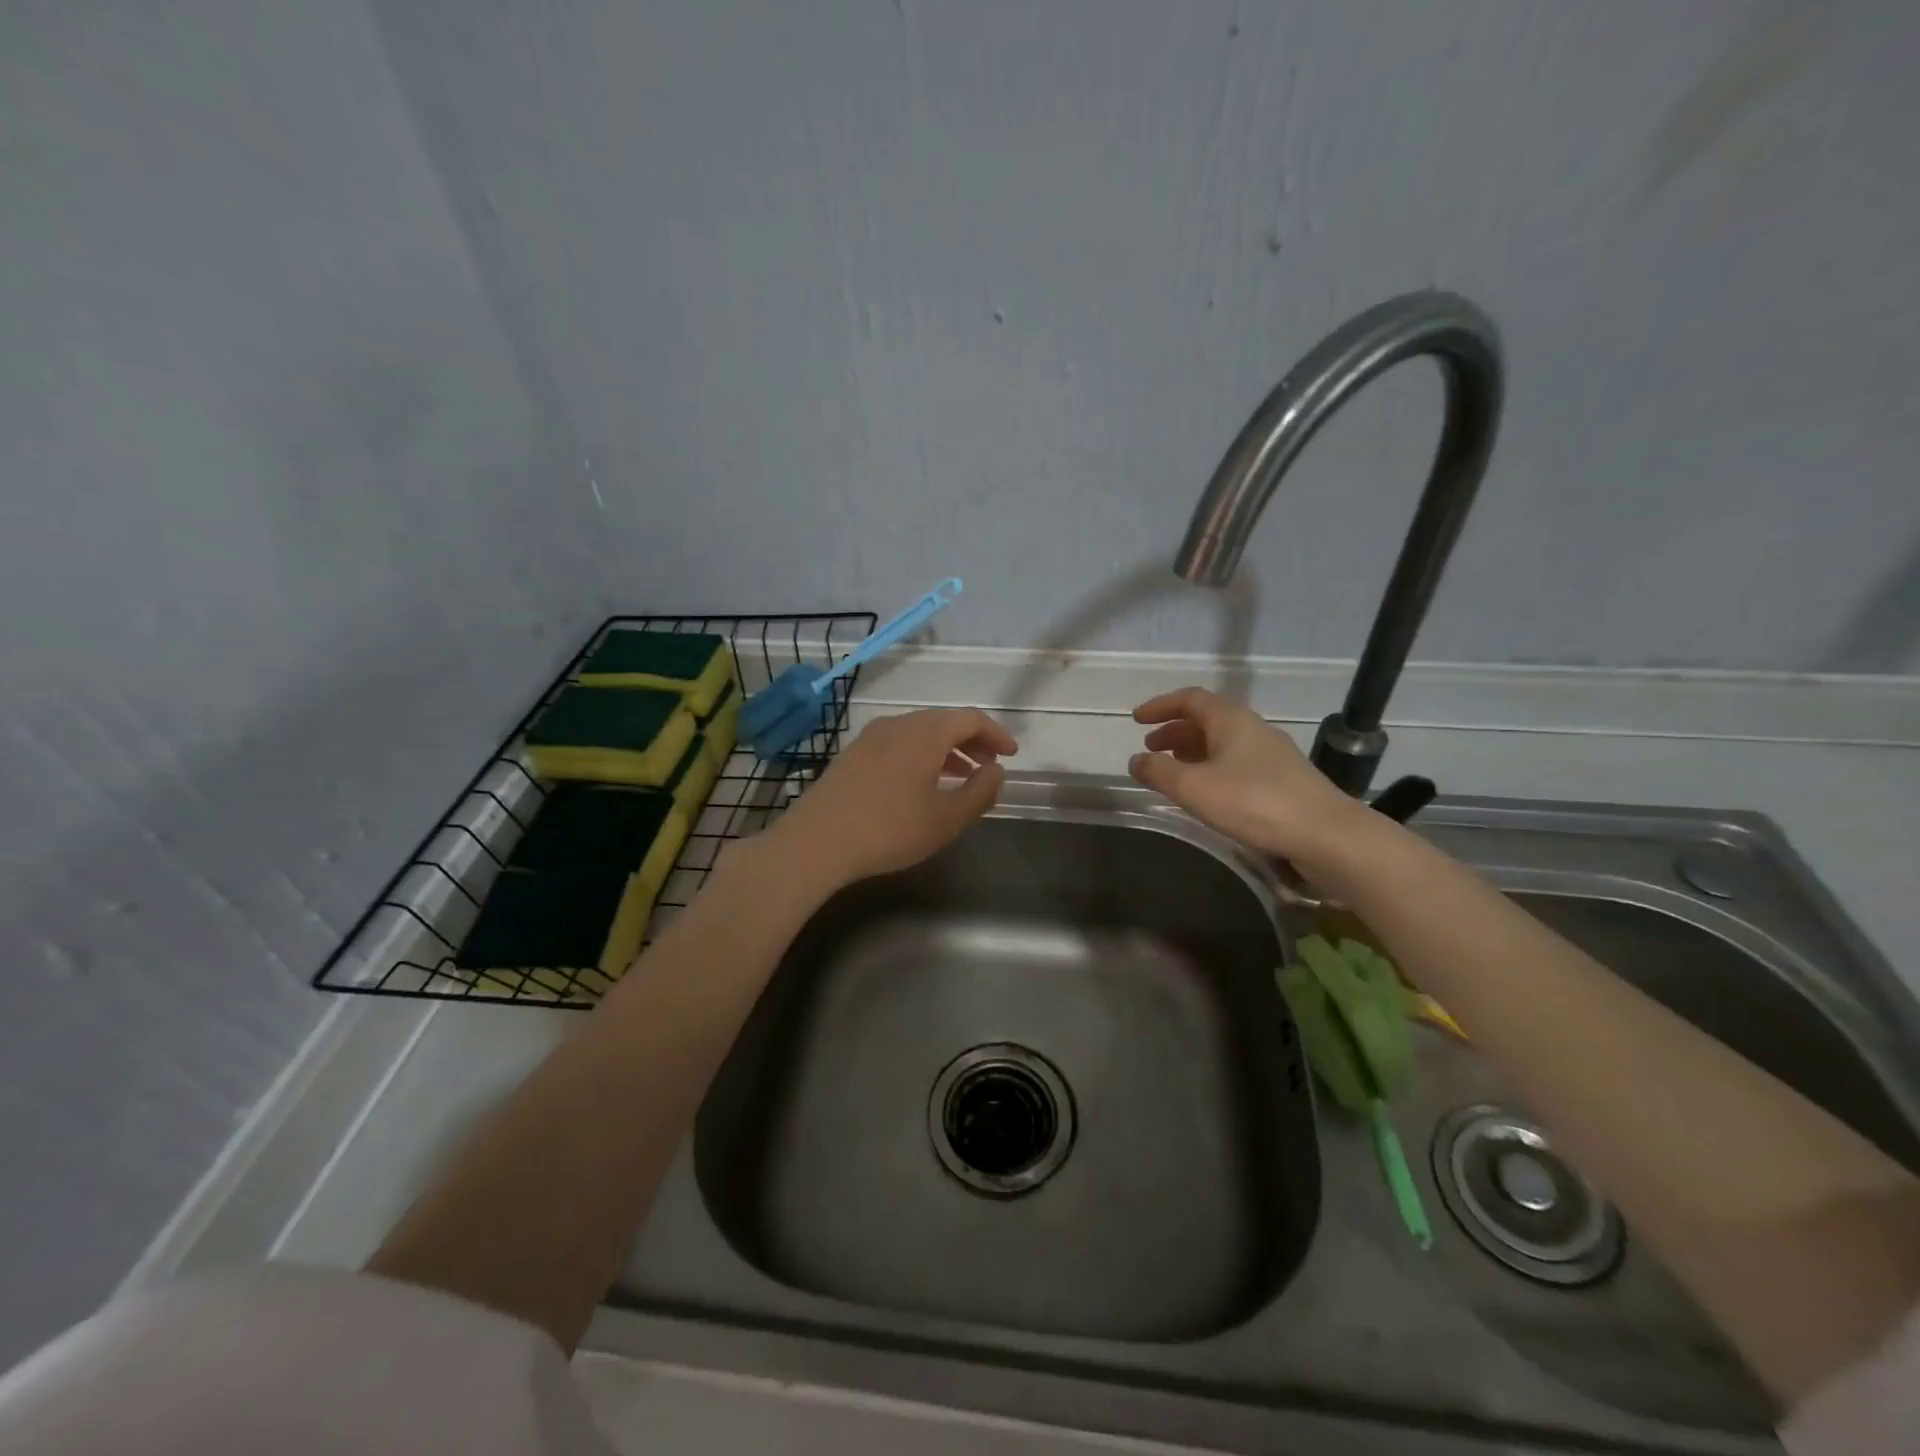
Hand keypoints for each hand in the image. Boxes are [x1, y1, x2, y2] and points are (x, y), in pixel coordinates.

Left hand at [765, 708, 1017, 888]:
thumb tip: (996, 771)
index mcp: (925, 732)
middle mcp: (897, 724)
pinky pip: (897, 745)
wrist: (816, 841)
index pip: (970, 718)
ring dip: (945, 750)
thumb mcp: (946, 819)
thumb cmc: (890, 829)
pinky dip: (920, 756)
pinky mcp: (852, 755)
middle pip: (943, 722)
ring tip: (960, 776)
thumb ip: (980, 792)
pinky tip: (920, 785)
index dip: (995, 734)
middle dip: (971, 741)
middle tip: (989, 765)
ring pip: (918, 733)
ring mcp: (870, 738)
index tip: (1010, 754)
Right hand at [1128, 687, 1366, 866]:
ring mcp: (1272, 754)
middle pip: (1207, 719)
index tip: (1137, 719)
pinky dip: (1212, 767)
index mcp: (1231, 720)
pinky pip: (1237, 761)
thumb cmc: (1253, 802)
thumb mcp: (1194, 788)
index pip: (1190, 699)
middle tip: (1151, 748)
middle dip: (1175, 730)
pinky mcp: (1283, 779)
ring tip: (1173, 771)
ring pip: (1223, 742)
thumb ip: (1159, 772)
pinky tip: (1208, 792)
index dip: (1160, 706)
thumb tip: (1137, 760)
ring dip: (1193, 750)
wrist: (1326, 834)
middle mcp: (1253, 729)